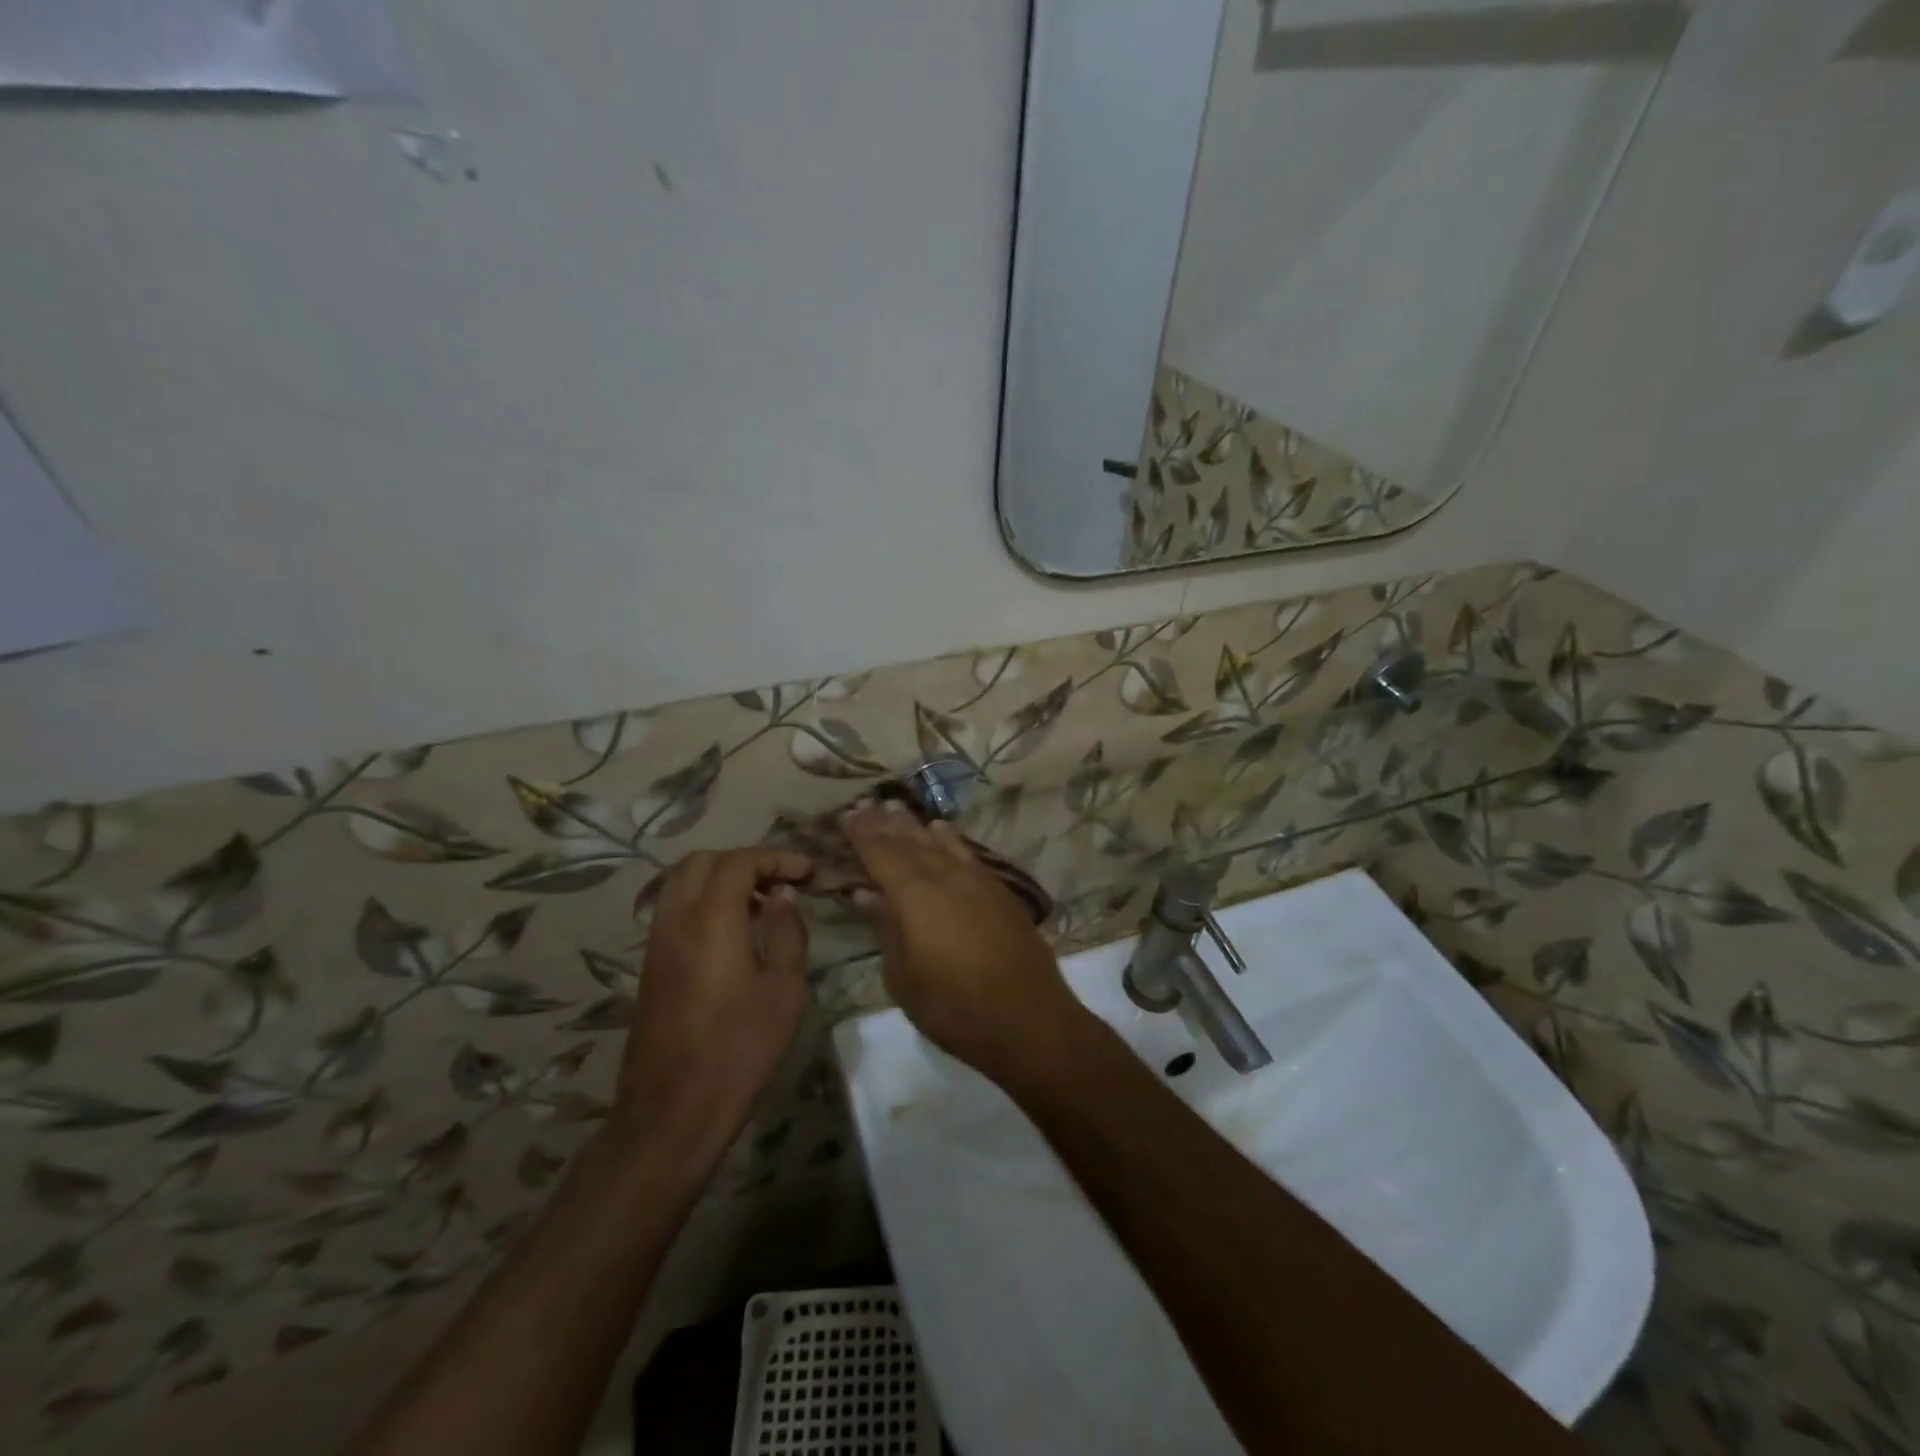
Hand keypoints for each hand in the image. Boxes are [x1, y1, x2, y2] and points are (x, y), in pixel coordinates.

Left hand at [609, 848, 812, 1173]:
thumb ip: (787, 932)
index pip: (739, 861)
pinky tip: (734, 932)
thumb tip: (782, 895)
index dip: (776, 858)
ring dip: (721, 878)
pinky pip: (674, 909)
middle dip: (745, 861)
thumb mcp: (785, 990)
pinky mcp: (650, 965)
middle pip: (703, 861)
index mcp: (711, 920)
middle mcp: (676, 920)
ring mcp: (657, 942)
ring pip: (681, 882)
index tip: (807, 872)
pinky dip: (703, 901)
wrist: (672, 1112)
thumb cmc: (740, 1049)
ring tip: (759, 904)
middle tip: (781, 882)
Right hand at [844, 803, 1083, 1082]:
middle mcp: (946, 876)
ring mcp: (977, 879)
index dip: (862, 834)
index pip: (881, 853)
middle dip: (885, 823)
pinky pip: (966, 852)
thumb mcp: (904, 977)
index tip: (846, 815)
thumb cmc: (954, 1007)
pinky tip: (941, 830)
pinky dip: (949, 838)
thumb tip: (867, 893)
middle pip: (910, 841)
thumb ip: (886, 927)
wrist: (1028, 1019)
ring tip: (896, 808)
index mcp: (915, 896)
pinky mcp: (999, 889)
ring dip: (915, 825)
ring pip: (940, 842)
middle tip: (865, 805)